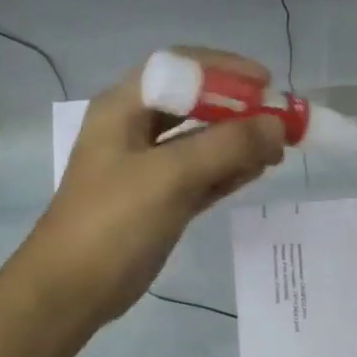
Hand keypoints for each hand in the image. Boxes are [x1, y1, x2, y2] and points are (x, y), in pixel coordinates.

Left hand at [21, 47, 285, 324]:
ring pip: (203, 142)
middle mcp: (136, 130)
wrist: (73, 288)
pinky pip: (203, 176)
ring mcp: (149, 169)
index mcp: (124, 108)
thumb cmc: (113, 222)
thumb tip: (278, 125)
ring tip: (280, 148)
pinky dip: (231, 171)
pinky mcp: (161, 202)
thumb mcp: (170, 176)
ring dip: (240, 141)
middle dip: (239, 108)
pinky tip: (260, 170)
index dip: (225, 70)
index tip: (268, 83)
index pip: (179, 68)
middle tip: (282, 120)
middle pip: (195, 104)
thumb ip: (226, 146)